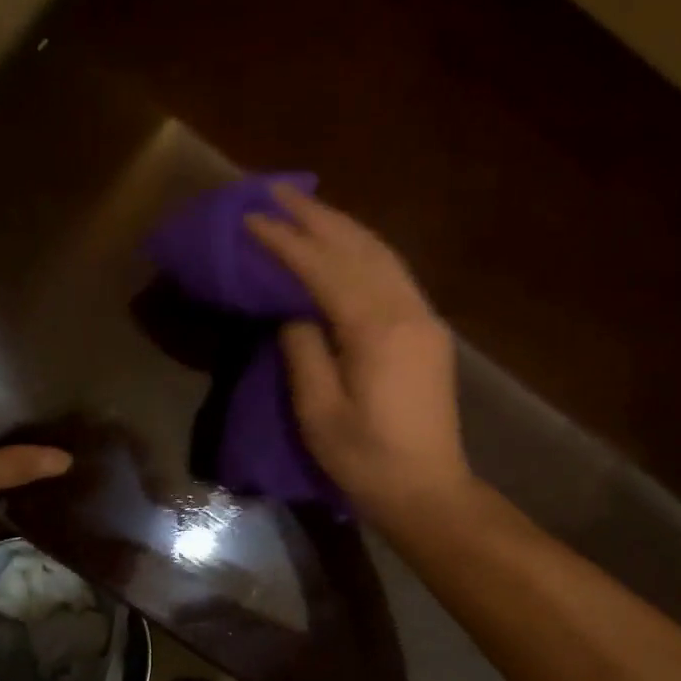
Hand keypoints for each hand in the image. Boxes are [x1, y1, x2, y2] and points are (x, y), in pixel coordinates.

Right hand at [244, 187, 472, 526]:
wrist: (428, 490)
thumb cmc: (366, 459)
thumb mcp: (319, 412)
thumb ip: (304, 350)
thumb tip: (295, 312)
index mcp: (377, 330)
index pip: (324, 268)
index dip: (286, 240)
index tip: (251, 216)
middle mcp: (407, 311)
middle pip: (358, 247)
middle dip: (316, 216)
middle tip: (276, 191)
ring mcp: (423, 318)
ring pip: (381, 254)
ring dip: (342, 226)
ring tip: (306, 207)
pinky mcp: (428, 331)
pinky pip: (393, 273)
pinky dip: (364, 249)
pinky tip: (346, 245)